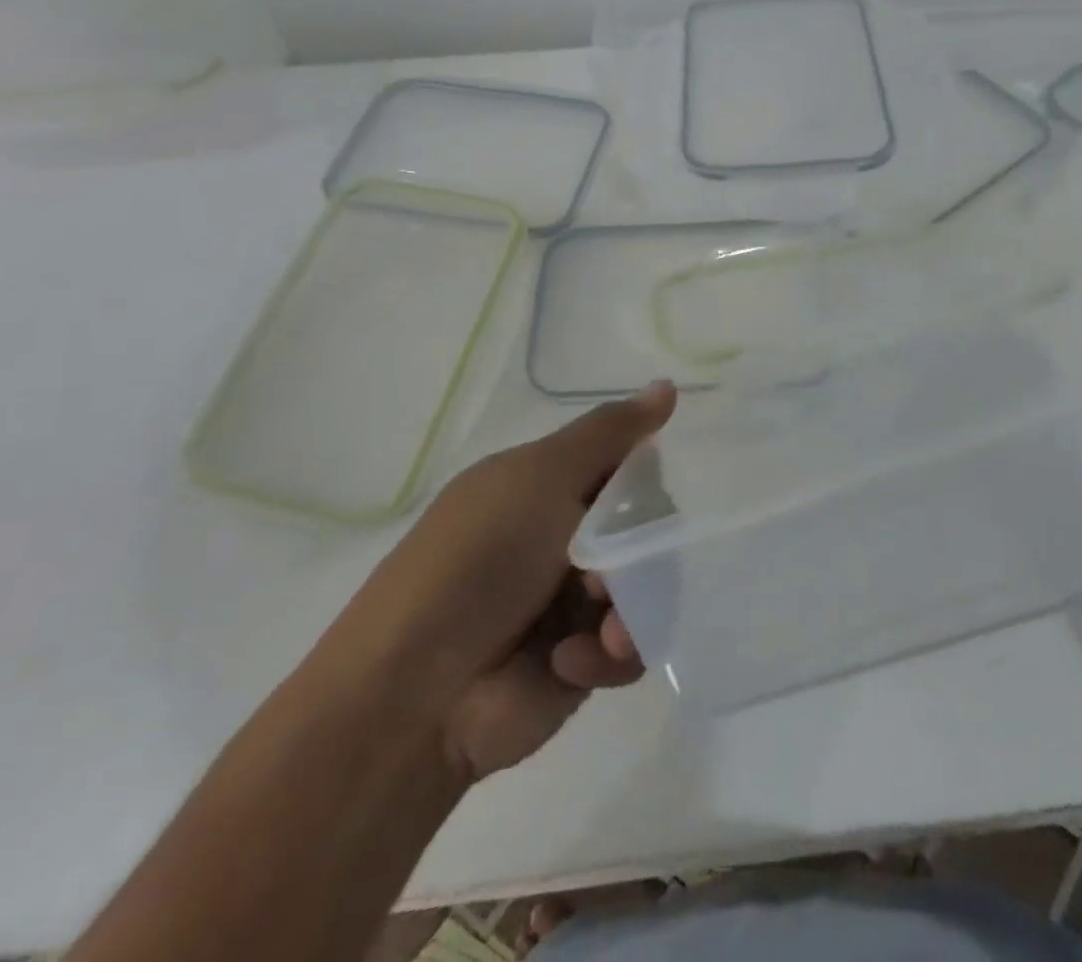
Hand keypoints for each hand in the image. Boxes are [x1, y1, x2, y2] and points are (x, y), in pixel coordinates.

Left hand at [312, 382, 676, 784]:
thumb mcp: (541, 477)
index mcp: (544, 488)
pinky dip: (611, 653)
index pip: (623, 466)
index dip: (642, 478)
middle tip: (606, 570)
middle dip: (641, 549)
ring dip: (633, 606)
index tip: (643, 494)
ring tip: (604, 632)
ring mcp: (573, 603)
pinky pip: (632, 644)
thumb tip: (668, 383)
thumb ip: (610, 432)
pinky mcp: (583, 663)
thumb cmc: (477, 563)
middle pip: (645, 528)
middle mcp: (563, 539)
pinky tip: (573, 662)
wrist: (413, 697)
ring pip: (649, 586)